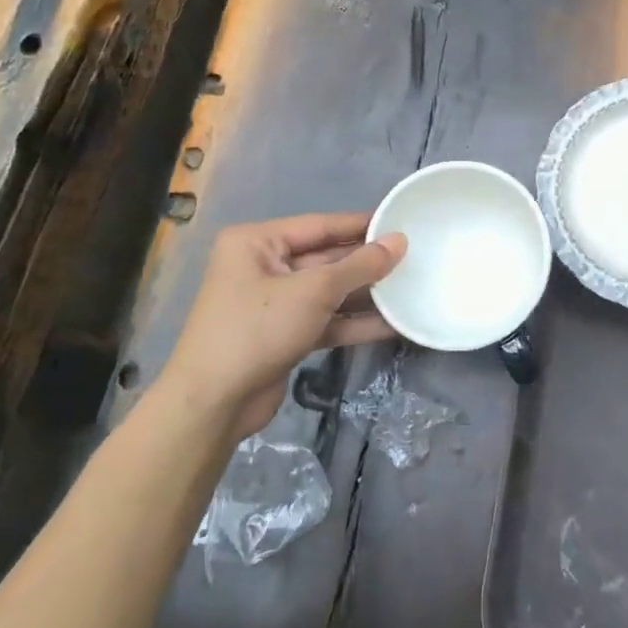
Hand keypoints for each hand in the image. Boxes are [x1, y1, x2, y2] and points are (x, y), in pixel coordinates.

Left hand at [166, 212, 405, 437]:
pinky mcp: (284, 335)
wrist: (214, 404)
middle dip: (367, 263)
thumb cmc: (258, 329)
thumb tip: (400, 241)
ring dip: (366, 294)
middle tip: (414, 258)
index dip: (361, 225)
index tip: (401, 222)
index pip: (320, 225)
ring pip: (329, 292)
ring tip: (411, 288)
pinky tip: (392, 324)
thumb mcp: (314, 291)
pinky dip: (354, 322)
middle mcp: (263, 266)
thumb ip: (360, 265)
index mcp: (257, 242)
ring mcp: (274, 303)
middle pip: (326, 258)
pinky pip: (326, 320)